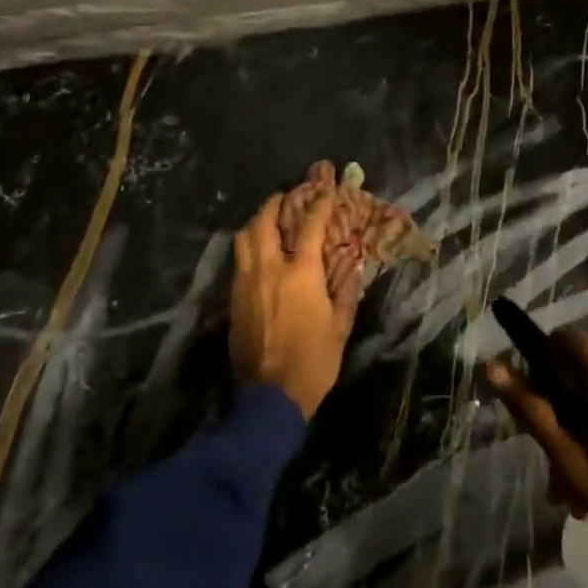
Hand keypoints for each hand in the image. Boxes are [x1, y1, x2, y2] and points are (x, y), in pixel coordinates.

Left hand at [230, 189, 363, 418]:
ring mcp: (246, 284)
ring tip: (268, 219)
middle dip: (275, 204)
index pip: (310, 226)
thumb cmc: (314, 361)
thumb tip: (354, 265)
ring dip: (256, 223)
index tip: (325, 189)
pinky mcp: (233, 300)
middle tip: (285, 197)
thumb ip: (346, 291)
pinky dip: (249, 249)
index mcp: (301, 273)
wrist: (270, 397)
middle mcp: (269, 270)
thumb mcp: (340, 327)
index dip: (319, 203)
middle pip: (264, 222)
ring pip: (244, 240)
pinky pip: (239, 262)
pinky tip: (258, 254)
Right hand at [480, 329, 587, 582]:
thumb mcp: (567, 453)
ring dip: (583, 420)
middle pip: (581, 364)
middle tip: (552, 451)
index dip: (540, 362)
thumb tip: (490, 364)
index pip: (562, 339)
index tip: (533, 400)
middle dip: (561, 401)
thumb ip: (529, 406)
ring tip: (574, 476)